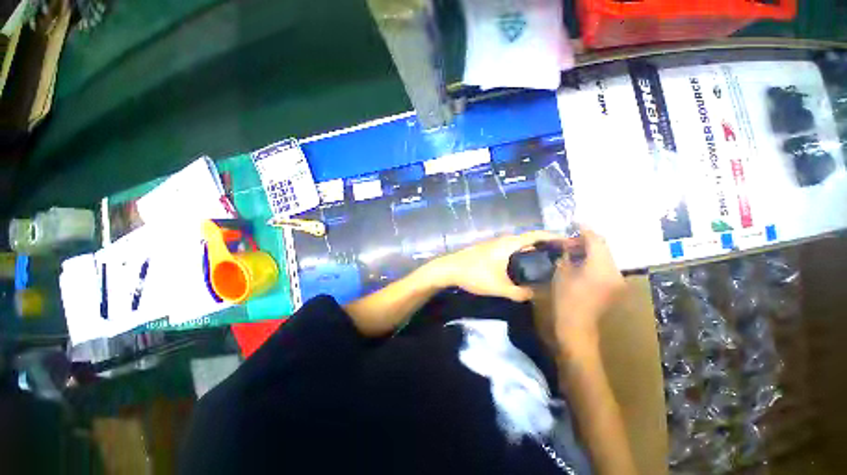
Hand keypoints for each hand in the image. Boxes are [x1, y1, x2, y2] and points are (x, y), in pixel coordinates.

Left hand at [430, 230, 561, 301]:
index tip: (569, 242)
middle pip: (530, 239)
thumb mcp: (499, 286)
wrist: (449, 269)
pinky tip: (523, 266)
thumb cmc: (474, 274)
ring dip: (533, 250)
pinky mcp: (490, 250)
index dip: (553, 237)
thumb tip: (534, 296)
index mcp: (509, 243)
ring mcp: (495, 244)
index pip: (536, 235)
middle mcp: (504, 240)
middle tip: (562, 256)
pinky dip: (522, 254)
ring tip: (547, 262)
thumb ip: (519, 293)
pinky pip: (511, 249)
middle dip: (546, 245)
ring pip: (519, 244)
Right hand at [552, 227, 623, 348]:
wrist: (577, 325)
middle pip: (604, 247)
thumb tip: (569, 246)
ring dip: (592, 251)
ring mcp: (618, 280)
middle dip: (587, 241)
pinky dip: (596, 261)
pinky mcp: (616, 286)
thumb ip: (567, 255)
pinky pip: (607, 267)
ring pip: (606, 257)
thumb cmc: (565, 299)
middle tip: (570, 240)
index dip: (584, 230)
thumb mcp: (562, 273)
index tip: (574, 223)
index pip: (595, 240)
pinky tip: (583, 262)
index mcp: (600, 267)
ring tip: (575, 250)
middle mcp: (615, 271)